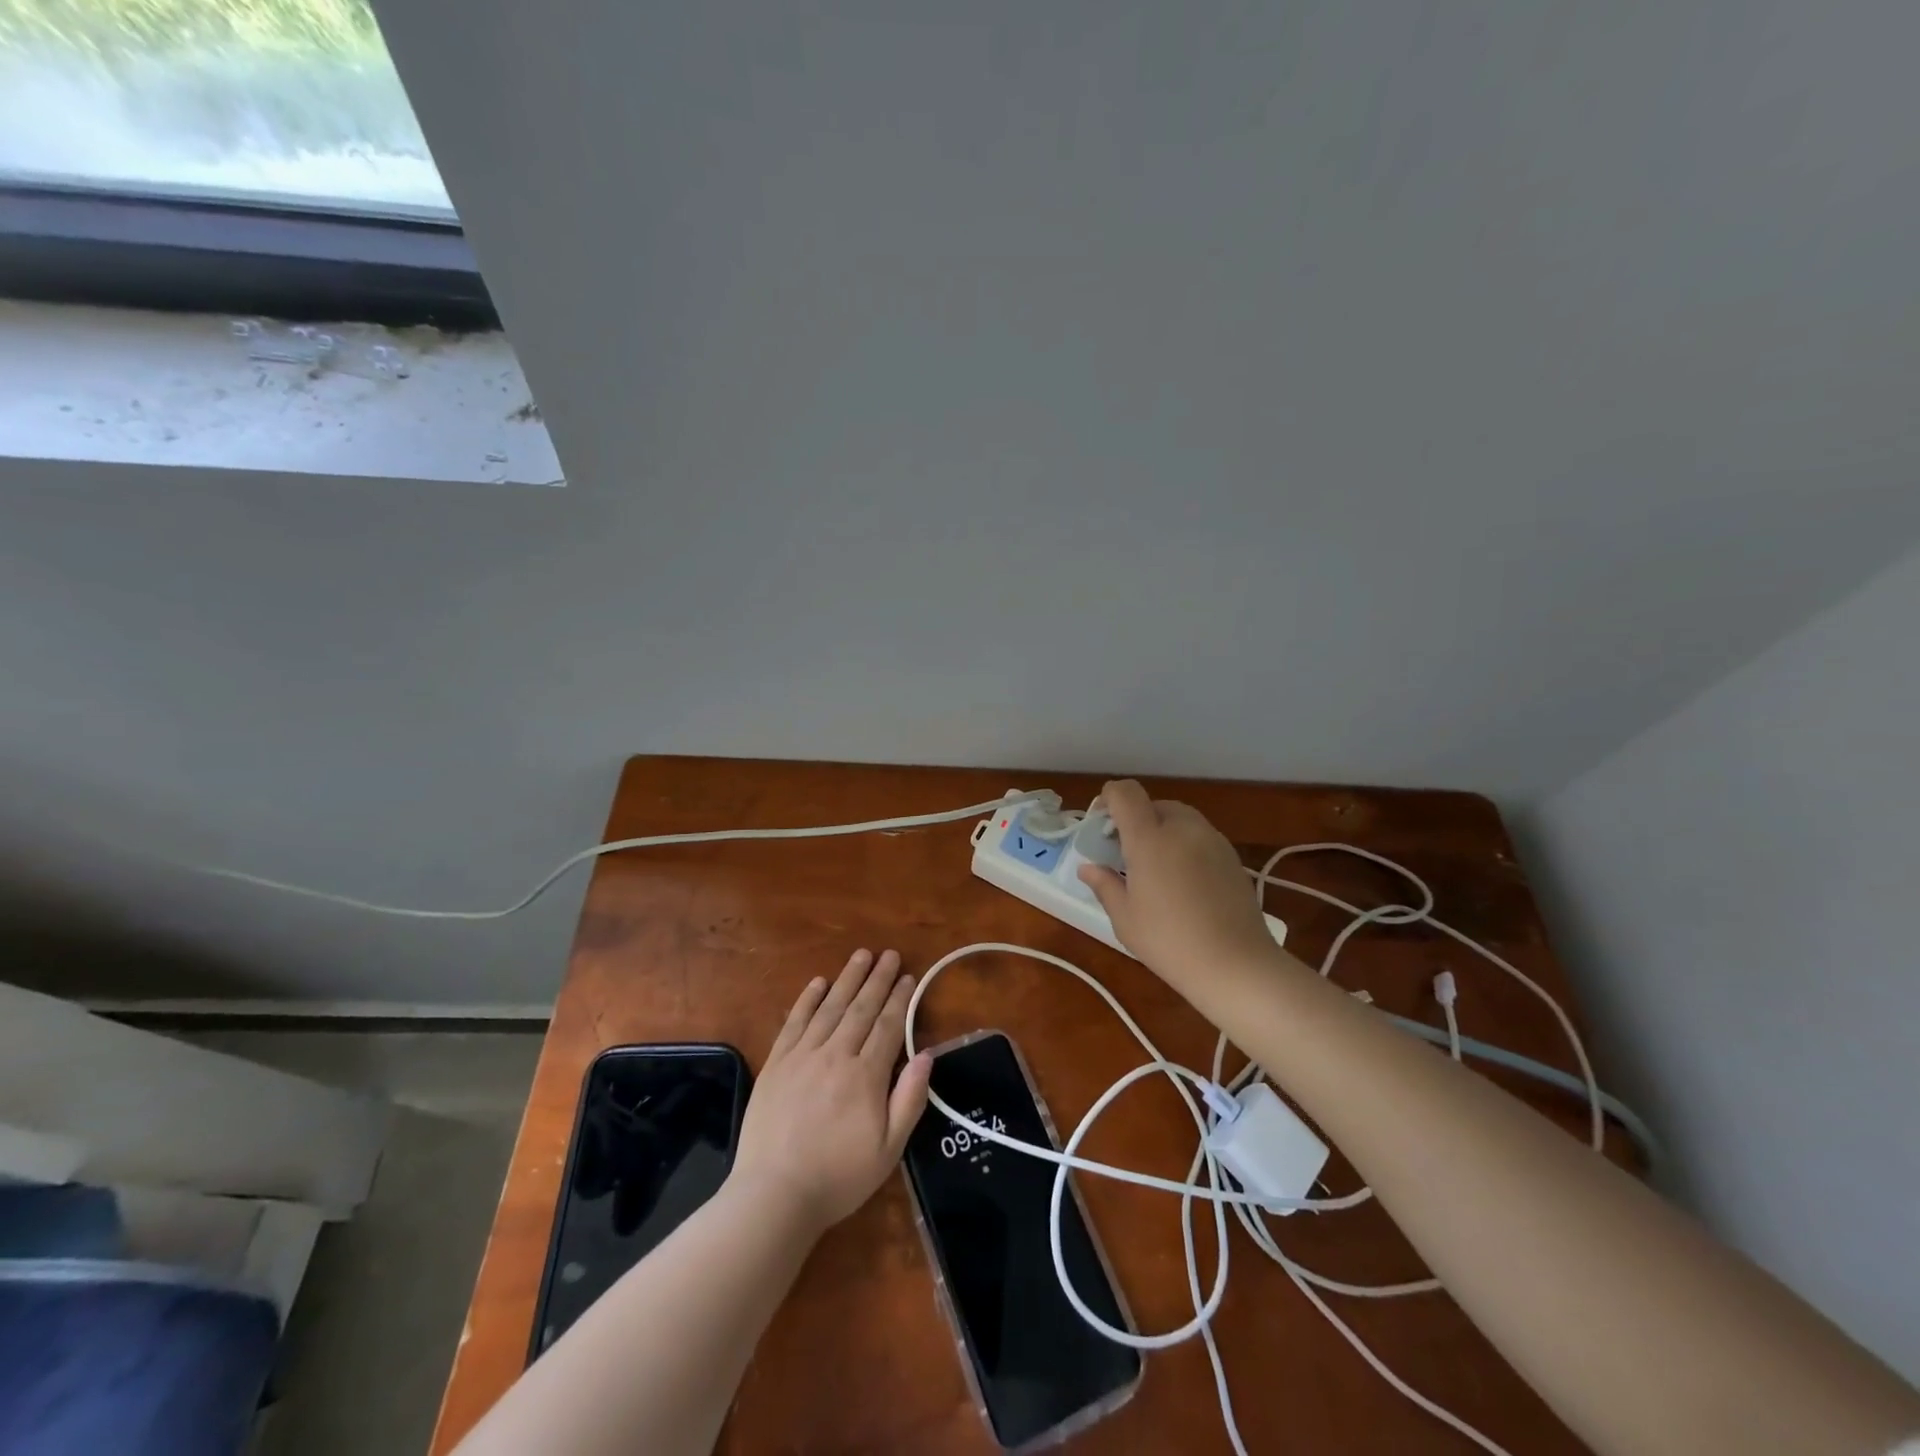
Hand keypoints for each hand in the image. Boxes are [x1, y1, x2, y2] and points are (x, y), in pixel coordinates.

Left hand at [732, 948, 932, 1237]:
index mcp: (866, 1075)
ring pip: (830, 1007)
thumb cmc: (838, 1177)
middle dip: (878, 979)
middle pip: (861, 1008)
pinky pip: (795, 1022)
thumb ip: (910, 1099)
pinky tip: (818, 982)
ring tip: (861, 955)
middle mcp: (835, 1055)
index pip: (888, 1026)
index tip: (909, 977)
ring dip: (848, 978)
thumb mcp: (889, 1150)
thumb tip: (926, 1055)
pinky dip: (807, 999)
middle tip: (890, 954)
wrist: (774, 1195)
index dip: (900, 999)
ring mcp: (802, 1056)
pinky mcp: (776, 1063)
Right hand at [1077, 780, 1286, 998]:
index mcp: (1150, 838)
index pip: (1125, 793)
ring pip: (1179, 819)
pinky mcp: (1232, 856)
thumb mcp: (1125, 918)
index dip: (1109, 799)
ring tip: (1155, 871)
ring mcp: (1212, 840)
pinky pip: (1199, 837)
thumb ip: (1104, 884)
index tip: (1101, 827)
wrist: (1237, 965)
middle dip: (1135, 821)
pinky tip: (1183, 883)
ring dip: (1161, 832)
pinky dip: (1184, 846)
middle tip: (1125, 856)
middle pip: (1153, 804)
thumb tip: (1088, 868)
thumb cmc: (1170, 942)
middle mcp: (1182, 828)